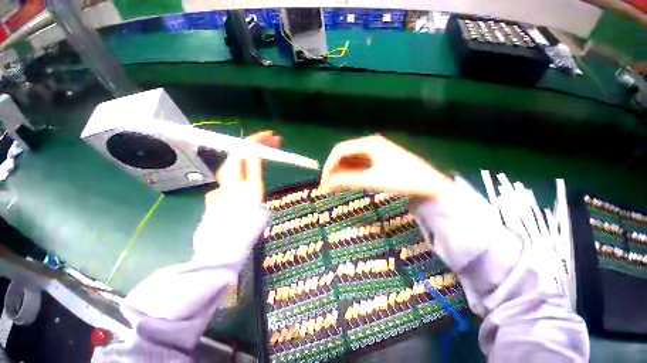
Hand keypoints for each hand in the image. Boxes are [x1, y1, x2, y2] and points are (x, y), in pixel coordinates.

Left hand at [206, 130, 281, 205]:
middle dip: (261, 143)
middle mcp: (228, 169)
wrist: (231, 231)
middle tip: (277, 142)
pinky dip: (255, 158)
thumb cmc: (246, 210)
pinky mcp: (232, 181)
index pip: (244, 146)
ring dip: (259, 150)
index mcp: (232, 169)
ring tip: (273, 148)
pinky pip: (244, 164)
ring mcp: (229, 175)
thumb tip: (254, 147)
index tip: (272, 135)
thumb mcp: (254, 187)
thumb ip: (253, 166)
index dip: (258, 138)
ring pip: (244, 156)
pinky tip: (263, 159)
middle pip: (244, 150)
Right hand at [319, 135, 449, 198]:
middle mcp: (369, 144)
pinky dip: (351, 173)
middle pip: (344, 154)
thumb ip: (348, 181)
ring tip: (333, 187)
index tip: (324, 181)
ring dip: (341, 172)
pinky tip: (346, 182)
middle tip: (327, 186)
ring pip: (351, 160)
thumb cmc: (401, 179)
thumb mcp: (372, 180)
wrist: (429, 184)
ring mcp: (375, 152)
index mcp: (368, 143)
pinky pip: (359, 165)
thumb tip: (328, 183)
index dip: (329, 165)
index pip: (340, 150)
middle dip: (334, 170)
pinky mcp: (378, 160)